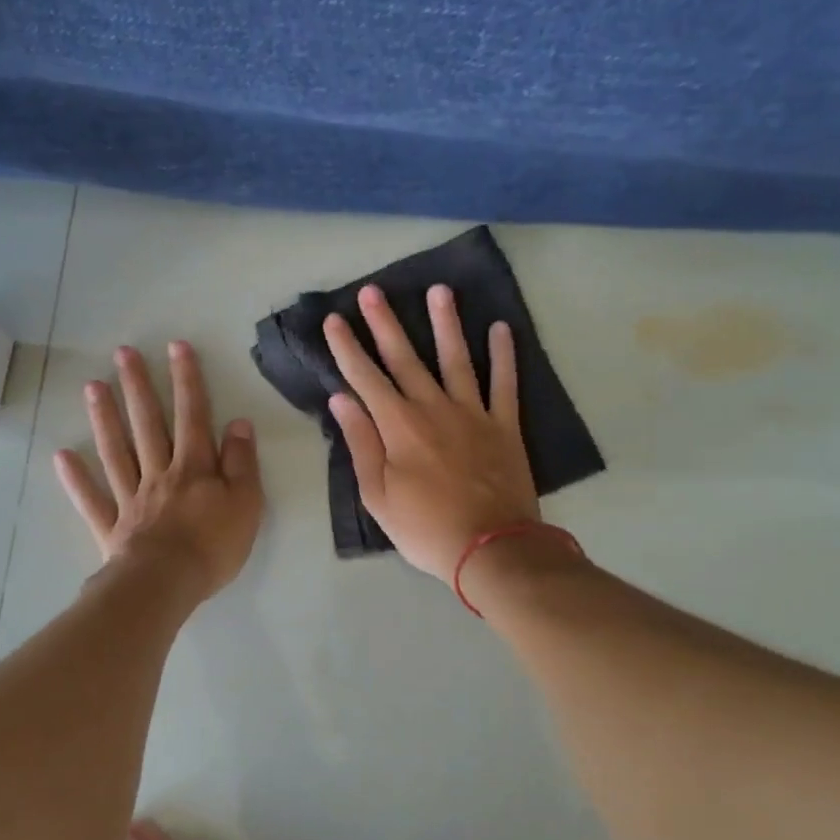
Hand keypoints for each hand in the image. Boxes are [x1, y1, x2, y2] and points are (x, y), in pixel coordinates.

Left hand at [54, 341, 263, 602]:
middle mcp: (159, 473)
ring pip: (116, 451)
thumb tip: (238, 423)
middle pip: (147, 424)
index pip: (192, 415)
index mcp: (194, 468)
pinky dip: (76, 479)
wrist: (167, 584)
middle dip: (138, 387)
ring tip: (92, 386)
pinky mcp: (112, 526)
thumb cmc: (213, 546)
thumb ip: (241, 462)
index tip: (176, 347)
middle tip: (123, 353)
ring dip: (104, 418)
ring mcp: (131, 498)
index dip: (187, 380)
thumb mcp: (246, 503)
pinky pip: (92, 499)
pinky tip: (61, 456)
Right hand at [323, 284, 538, 578]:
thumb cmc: (425, 528)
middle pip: (405, 358)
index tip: (335, 320)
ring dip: (446, 323)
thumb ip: (361, 444)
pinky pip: (504, 383)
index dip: (347, 348)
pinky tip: (500, 328)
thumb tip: (342, 400)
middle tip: (373, 291)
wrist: (491, 549)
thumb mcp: (378, 496)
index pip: (365, 378)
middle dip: (385, 323)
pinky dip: (504, 355)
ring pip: (456, 358)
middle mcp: (433, 408)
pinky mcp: (504, 425)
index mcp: (398, 427)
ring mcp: (473, 413)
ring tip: (439, 290)